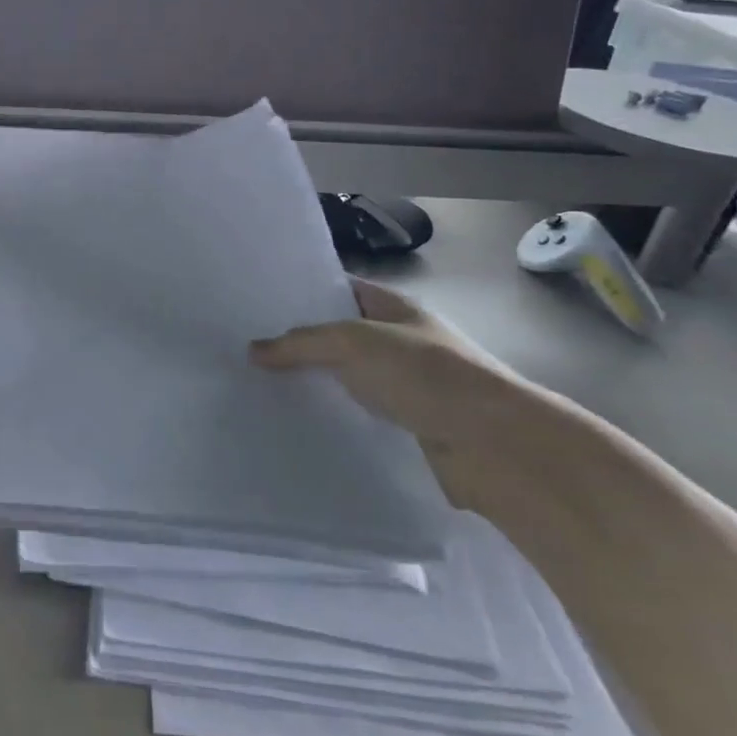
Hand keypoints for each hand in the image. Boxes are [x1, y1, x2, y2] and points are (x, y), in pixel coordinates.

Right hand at [251, 279, 543, 510]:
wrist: (494, 446)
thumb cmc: (427, 375)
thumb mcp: (356, 343)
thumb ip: (303, 343)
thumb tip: (253, 350)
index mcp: (393, 308)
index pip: (338, 289)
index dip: (300, 292)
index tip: (255, 302)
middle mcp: (396, 342)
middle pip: (336, 337)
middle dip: (296, 343)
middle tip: (242, 348)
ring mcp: (401, 386)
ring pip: (343, 379)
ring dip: (310, 384)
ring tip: (255, 386)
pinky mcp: (402, 427)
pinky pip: (355, 415)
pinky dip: (329, 418)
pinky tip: (292, 423)